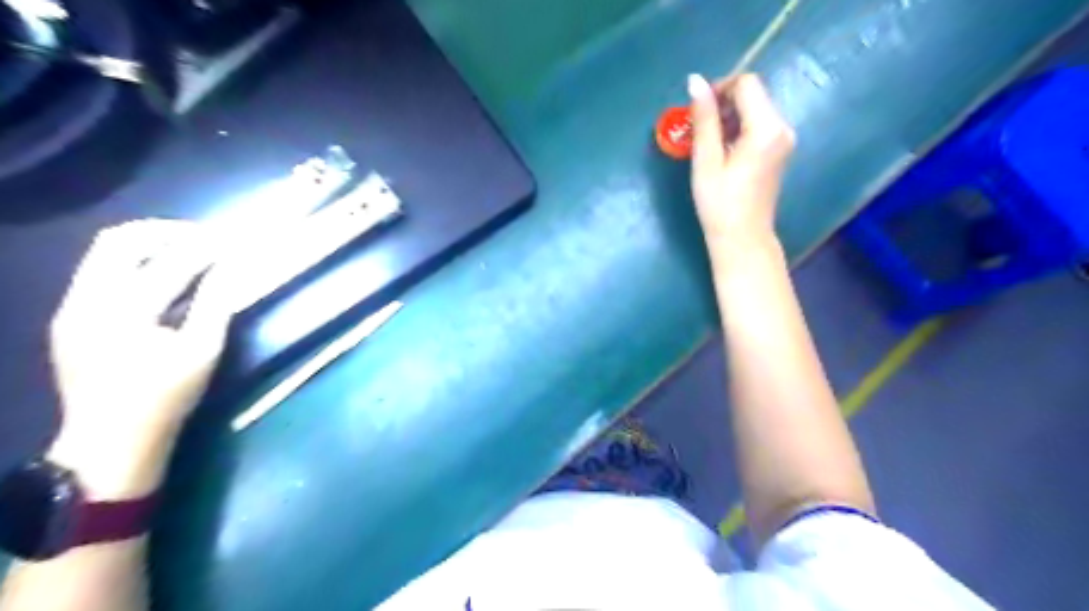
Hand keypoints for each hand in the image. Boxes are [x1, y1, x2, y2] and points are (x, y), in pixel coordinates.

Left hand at [48, 221, 233, 500]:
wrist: (108, 443)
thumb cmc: (165, 398)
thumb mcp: (202, 352)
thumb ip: (215, 305)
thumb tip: (230, 269)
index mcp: (123, 312)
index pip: (169, 262)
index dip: (204, 247)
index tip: (231, 239)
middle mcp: (87, 300)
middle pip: (119, 241)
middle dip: (165, 232)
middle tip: (203, 237)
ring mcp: (71, 308)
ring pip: (104, 253)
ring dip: (148, 244)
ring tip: (187, 250)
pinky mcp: (70, 318)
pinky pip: (100, 272)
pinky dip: (134, 263)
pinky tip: (162, 277)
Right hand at [692, 73, 797, 250]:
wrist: (743, 238)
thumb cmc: (720, 203)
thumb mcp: (706, 160)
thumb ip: (704, 118)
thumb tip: (695, 80)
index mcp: (766, 128)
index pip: (747, 84)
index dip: (720, 88)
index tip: (697, 111)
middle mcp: (783, 127)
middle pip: (753, 94)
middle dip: (724, 103)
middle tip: (698, 129)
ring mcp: (784, 139)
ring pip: (755, 110)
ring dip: (729, 117)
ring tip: (708, 144)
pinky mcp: (780, 150)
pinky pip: (759, 126)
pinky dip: (738, 130)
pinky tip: (723, 152)